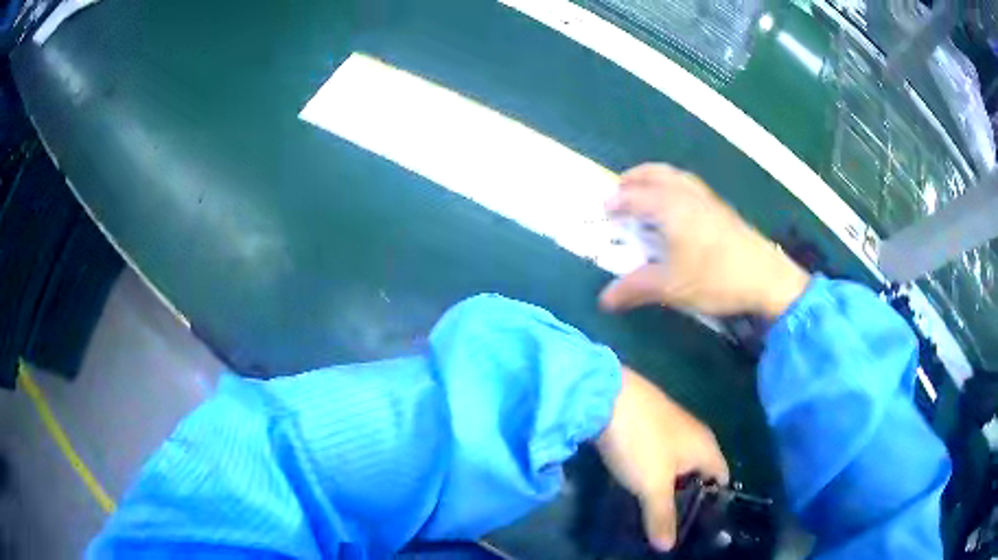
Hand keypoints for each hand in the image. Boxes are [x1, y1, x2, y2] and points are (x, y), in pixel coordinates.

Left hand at [597, 367, 728, 550]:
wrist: (606, 396)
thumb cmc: (642, 442)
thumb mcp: (653, 485)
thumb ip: (662, 516)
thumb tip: (667, 548)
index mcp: (706, 447)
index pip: (722, 479)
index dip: (714, 503)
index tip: (701, 527)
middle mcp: (695, 435)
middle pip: (700, 473)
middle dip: (688, 499)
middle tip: (675, 527)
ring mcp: (671, 428)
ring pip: (677, 465)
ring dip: (669, 487)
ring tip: (656, 513)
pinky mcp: (649, 425)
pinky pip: (659, 456)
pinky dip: (654, 474)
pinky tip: (640, 488)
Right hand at [600, 164, 809, 318]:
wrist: (766, 278)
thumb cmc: (715, 279)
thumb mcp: (671, 287)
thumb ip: (635, 288)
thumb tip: (604, 300)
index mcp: (671, 208)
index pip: (636, 197)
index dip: (617, 201)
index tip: (604, 208)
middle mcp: (687, 195)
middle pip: (656, 173)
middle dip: (635, 177)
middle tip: (620, 188)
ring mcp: (708, 200)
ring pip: (676, 176)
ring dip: (656, 177)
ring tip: (646, 191)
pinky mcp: (722, 209)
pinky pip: (690, 185)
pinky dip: (674, 185)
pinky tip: (678, 206)